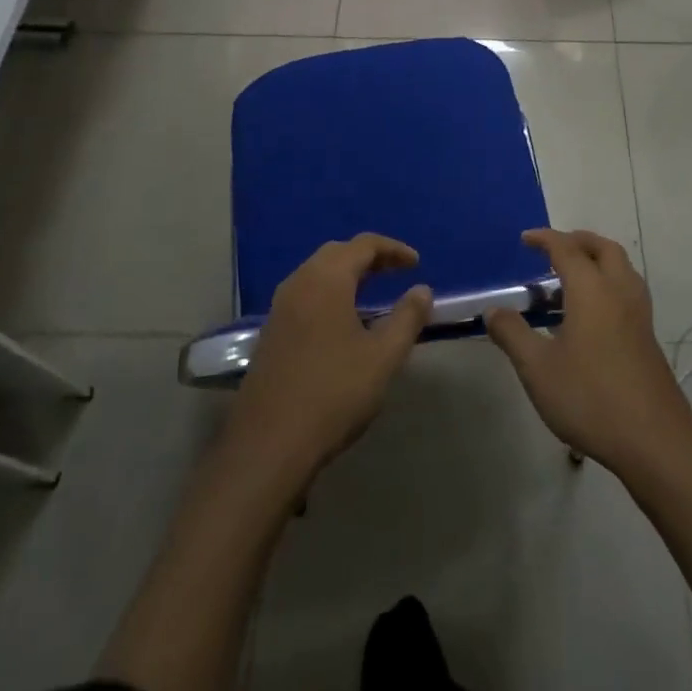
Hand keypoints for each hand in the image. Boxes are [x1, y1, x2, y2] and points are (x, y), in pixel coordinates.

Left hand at [226, 234, 432, 487]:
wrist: (269, 445)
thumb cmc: (333, 393)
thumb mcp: (383, 357)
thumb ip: (407, 318)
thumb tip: (422, 290)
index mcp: (326, 279)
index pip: (364, 245)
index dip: (393, 249)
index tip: (416, 264)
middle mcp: (299, 283)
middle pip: (337, 253)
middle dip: (369, 257)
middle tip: (396, 273)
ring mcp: (280, 308)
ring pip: (317, 273)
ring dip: (347, 274)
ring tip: (373, 294)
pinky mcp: (271, 332)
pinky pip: (305, 294)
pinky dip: (330, 292)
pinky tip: (342, 321)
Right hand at [485, 228, 691, 478]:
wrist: (655, 440)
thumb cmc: (590, 397)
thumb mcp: (538, 369)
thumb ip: (513, 334)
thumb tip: (493, 310)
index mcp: (592, 289)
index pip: (566, 249)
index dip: (544, 239)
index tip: (525, 239)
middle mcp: (619, 291)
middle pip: (603, 248)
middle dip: (577, 241)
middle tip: (553, 250)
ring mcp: (639, 314)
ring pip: (621, 268)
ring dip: (597, 260)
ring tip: (570, 278)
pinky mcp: (648, 337)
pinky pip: (627, 291)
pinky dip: (607, 284)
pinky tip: (590, 314)